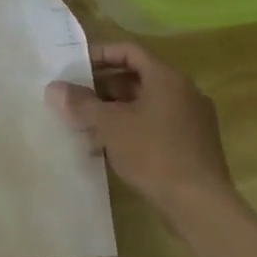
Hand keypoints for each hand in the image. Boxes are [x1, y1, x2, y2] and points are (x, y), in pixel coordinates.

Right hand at [48, 41, 235, 227]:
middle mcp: (184, 92)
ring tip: (88, 124)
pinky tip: (111, 148)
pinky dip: (133, 127)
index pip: (129, 50)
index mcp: (167, 78)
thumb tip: (54, 88)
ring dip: (116, 109)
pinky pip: (157, 123)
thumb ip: (81, 103)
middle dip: (104, 86)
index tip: (76, 66)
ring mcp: (192, 119)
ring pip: (146, 103)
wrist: (201, 206)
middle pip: (137, 77)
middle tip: (77, 98)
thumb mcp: (110, 125)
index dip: (100, 53)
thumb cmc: (154, 154)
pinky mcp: (194, 144)